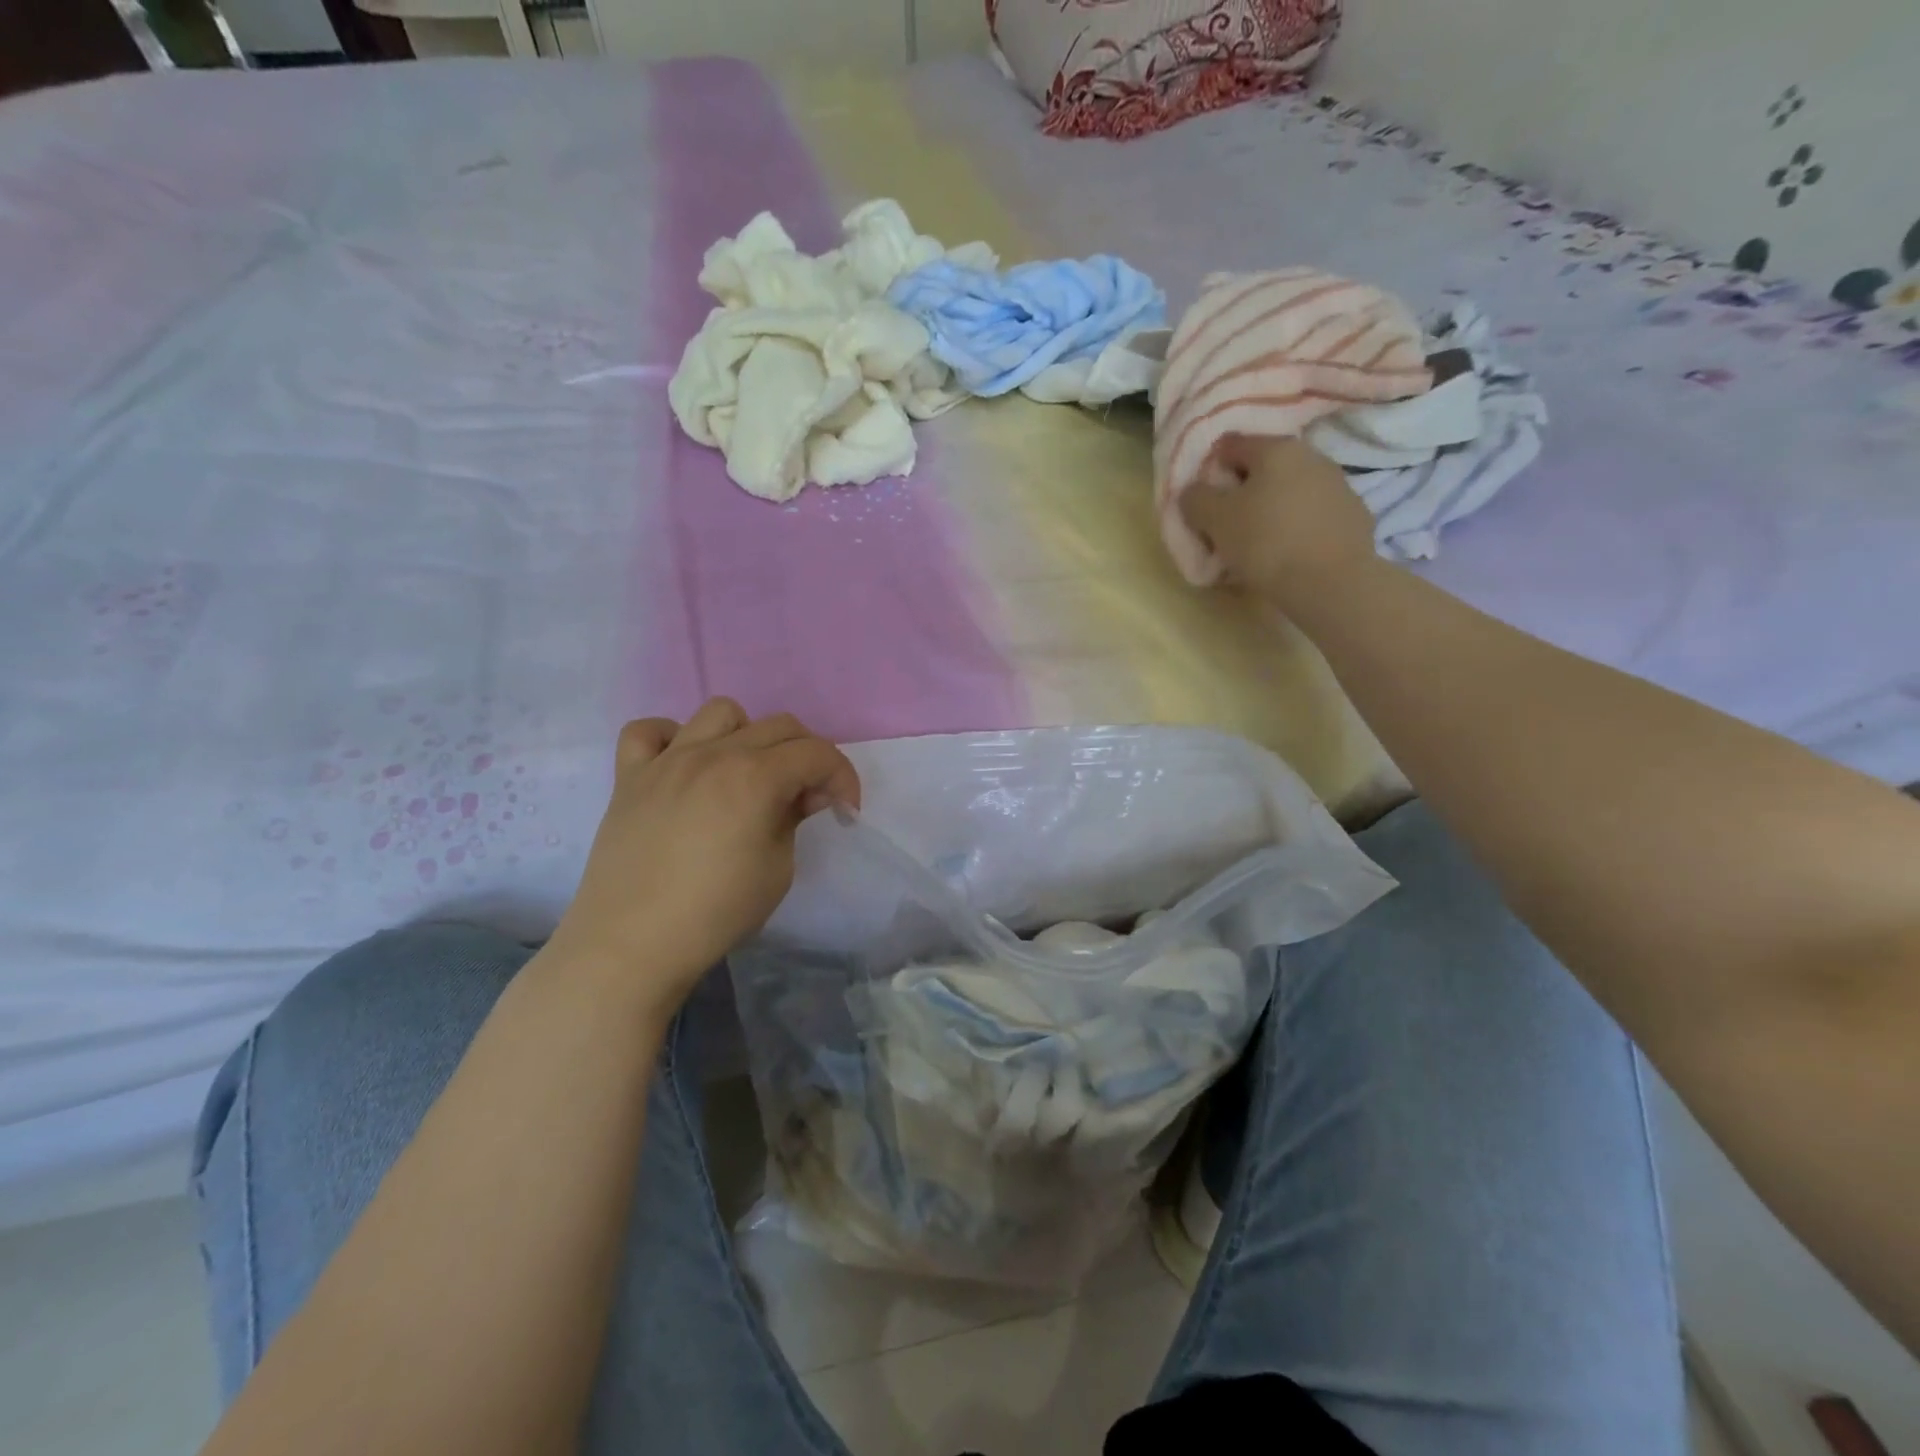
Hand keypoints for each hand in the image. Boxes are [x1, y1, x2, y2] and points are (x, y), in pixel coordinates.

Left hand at [546, 698, 860, 1023]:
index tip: (845, 809)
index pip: (817, 753)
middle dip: (807, 756)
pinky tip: (682, 766)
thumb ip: (794, 818)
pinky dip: (672, 738)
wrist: (632, 944)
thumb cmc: (716, 912)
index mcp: (755, 777)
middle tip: (805, 799)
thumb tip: (801, 794)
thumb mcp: (778, 869)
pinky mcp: (629, 776)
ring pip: (720, 712)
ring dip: (747, 735)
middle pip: (778, 726)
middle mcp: (713, 754)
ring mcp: (667, 760)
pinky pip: (648, 731)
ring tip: (745, 773)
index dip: (843, 777)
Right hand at [1180, 435, 1377, 603]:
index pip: (1231, 446)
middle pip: (1265, 468)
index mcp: (1276, 448)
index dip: (1211, 470)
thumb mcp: (1214, 519)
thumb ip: (1196, 498)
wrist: (1331, 582)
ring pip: (1291, 491)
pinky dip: (1297, 526)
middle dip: (1243, 490)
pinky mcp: (1355, 516)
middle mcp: (1312, 456)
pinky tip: (1288, 553)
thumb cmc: (1265, 542)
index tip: (1202, 500)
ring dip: (1272, 508)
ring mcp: (1339, 485)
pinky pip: (1313, 515)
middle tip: (1226, 523)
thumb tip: (1193, 491)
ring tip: (1257, 542)